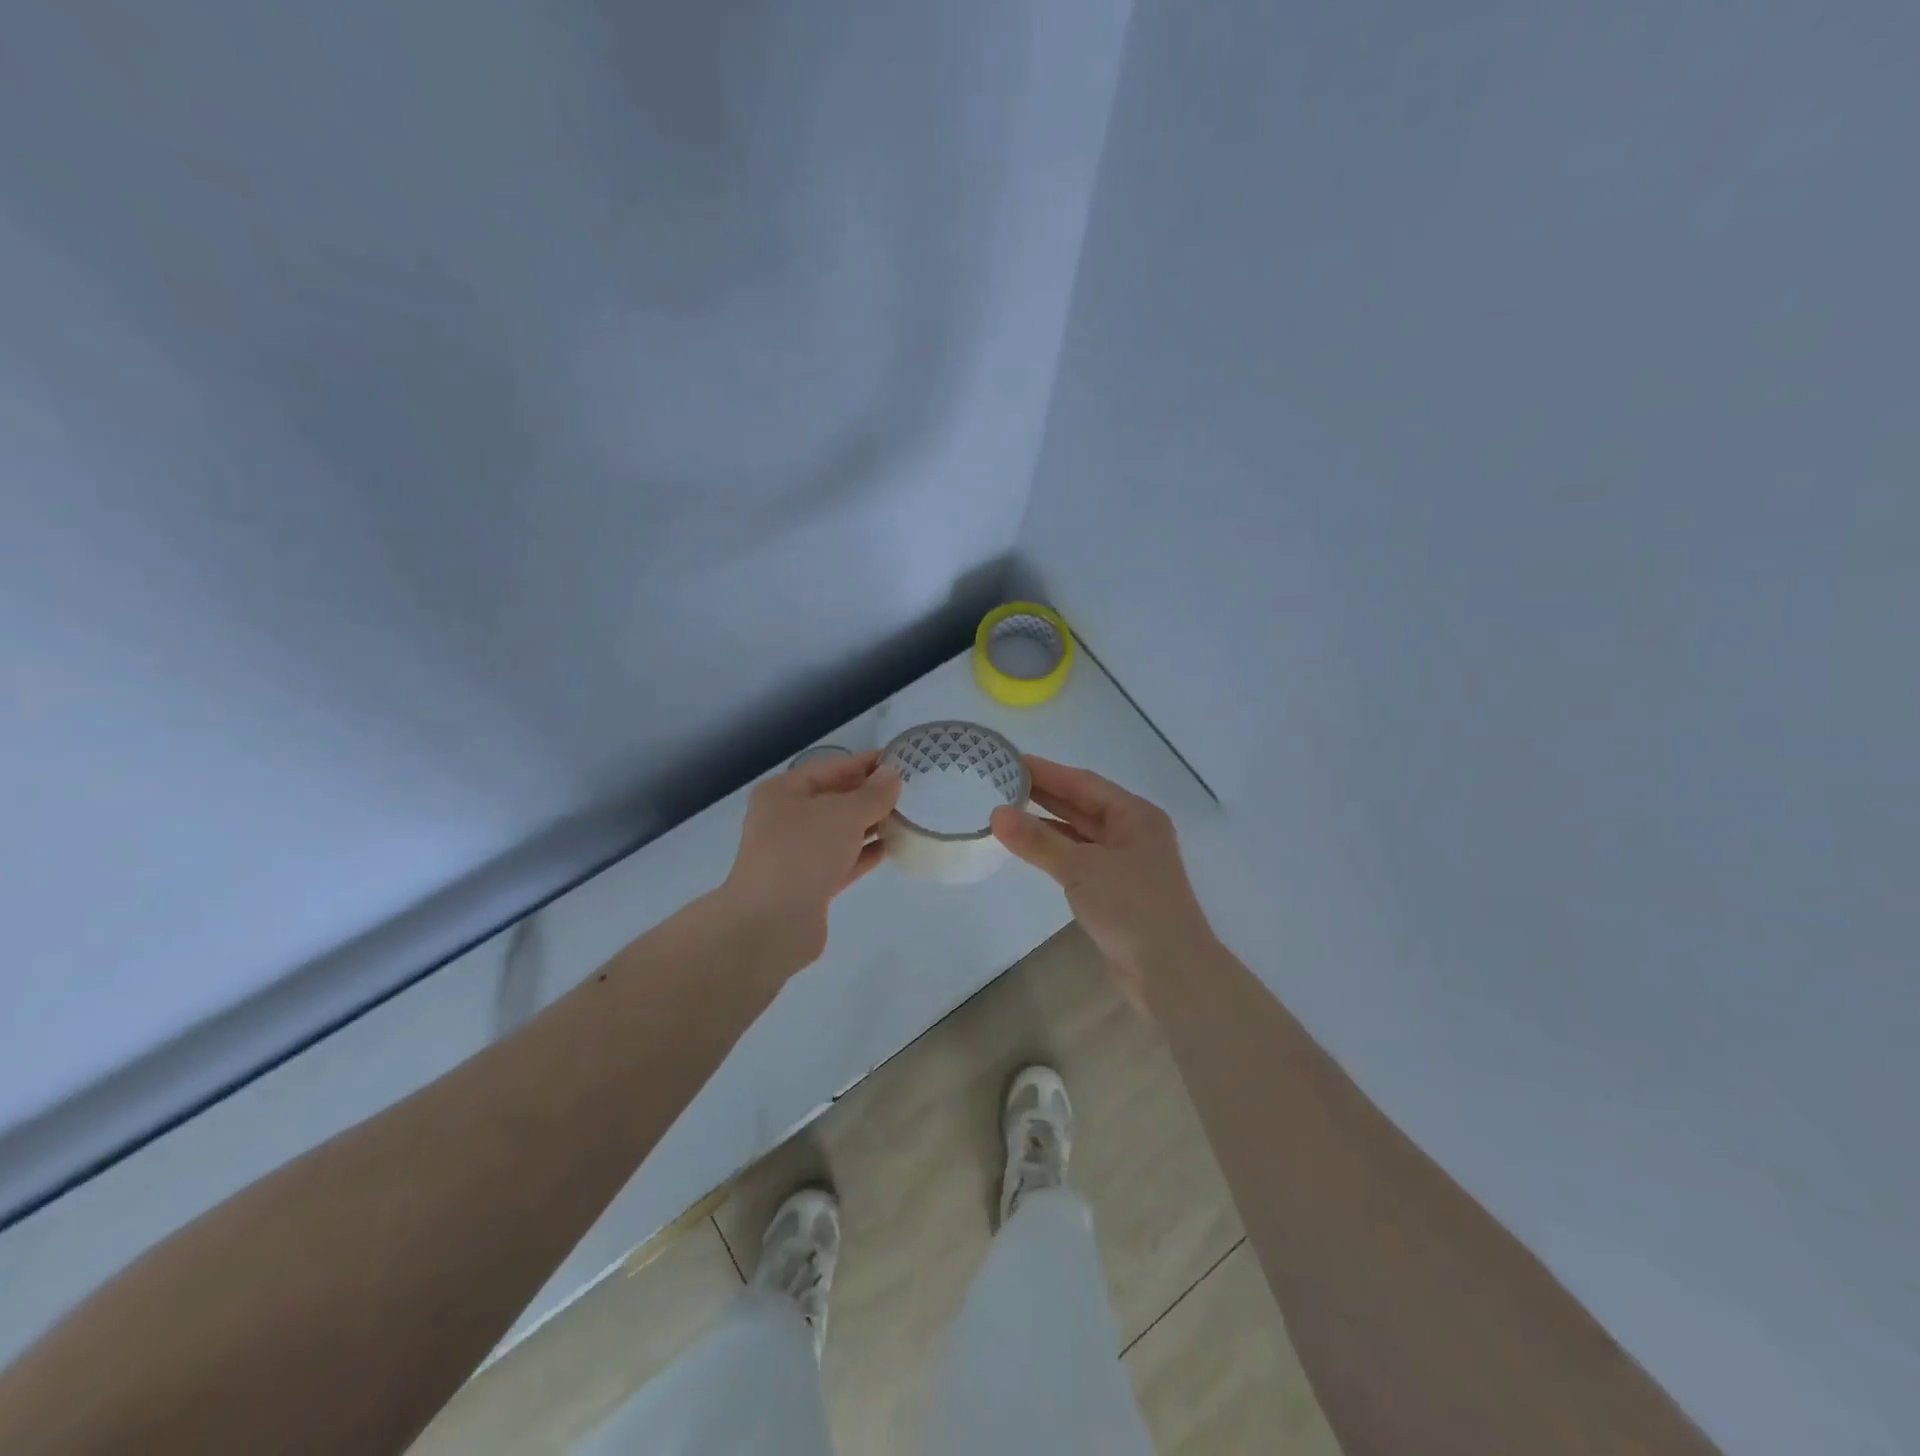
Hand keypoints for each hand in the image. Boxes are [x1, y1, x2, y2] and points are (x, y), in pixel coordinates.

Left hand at [721, 749, 901, 968]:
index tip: (900, 760)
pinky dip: (865, 853)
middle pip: (834, 799)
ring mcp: (796, 853)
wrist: (772, 923)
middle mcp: (786, 819)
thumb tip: (892, 775)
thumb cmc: (804, 853)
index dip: (865, 763)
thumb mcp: (844, 814)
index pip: (831, 768)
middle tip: (910, 790)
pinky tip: (893, 847)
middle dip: (869, 795)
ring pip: (840, 831)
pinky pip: (843, 860)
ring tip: (908, 817)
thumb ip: (873, 794)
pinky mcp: (810, 884)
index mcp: (783, 792)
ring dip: (870, 824)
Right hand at [991, 757, 1213, 1007]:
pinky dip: (1055, 851)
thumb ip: (1038, 840)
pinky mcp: (1116, 892)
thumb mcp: (1081, 868)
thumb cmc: (1132, 908)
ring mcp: (1126, 864)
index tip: (1010, 760)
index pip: (1084, 783)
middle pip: (1083, 805)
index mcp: (1136, 816)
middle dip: (1044, 794)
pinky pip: (1080, 859)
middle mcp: (1133, 833)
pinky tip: (1030, 849)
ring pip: (1080, 834)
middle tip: (1001, 781)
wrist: (1170, 972)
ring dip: (1047, 824)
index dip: (1047, 771)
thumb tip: (996, 814)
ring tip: (1007, 811)